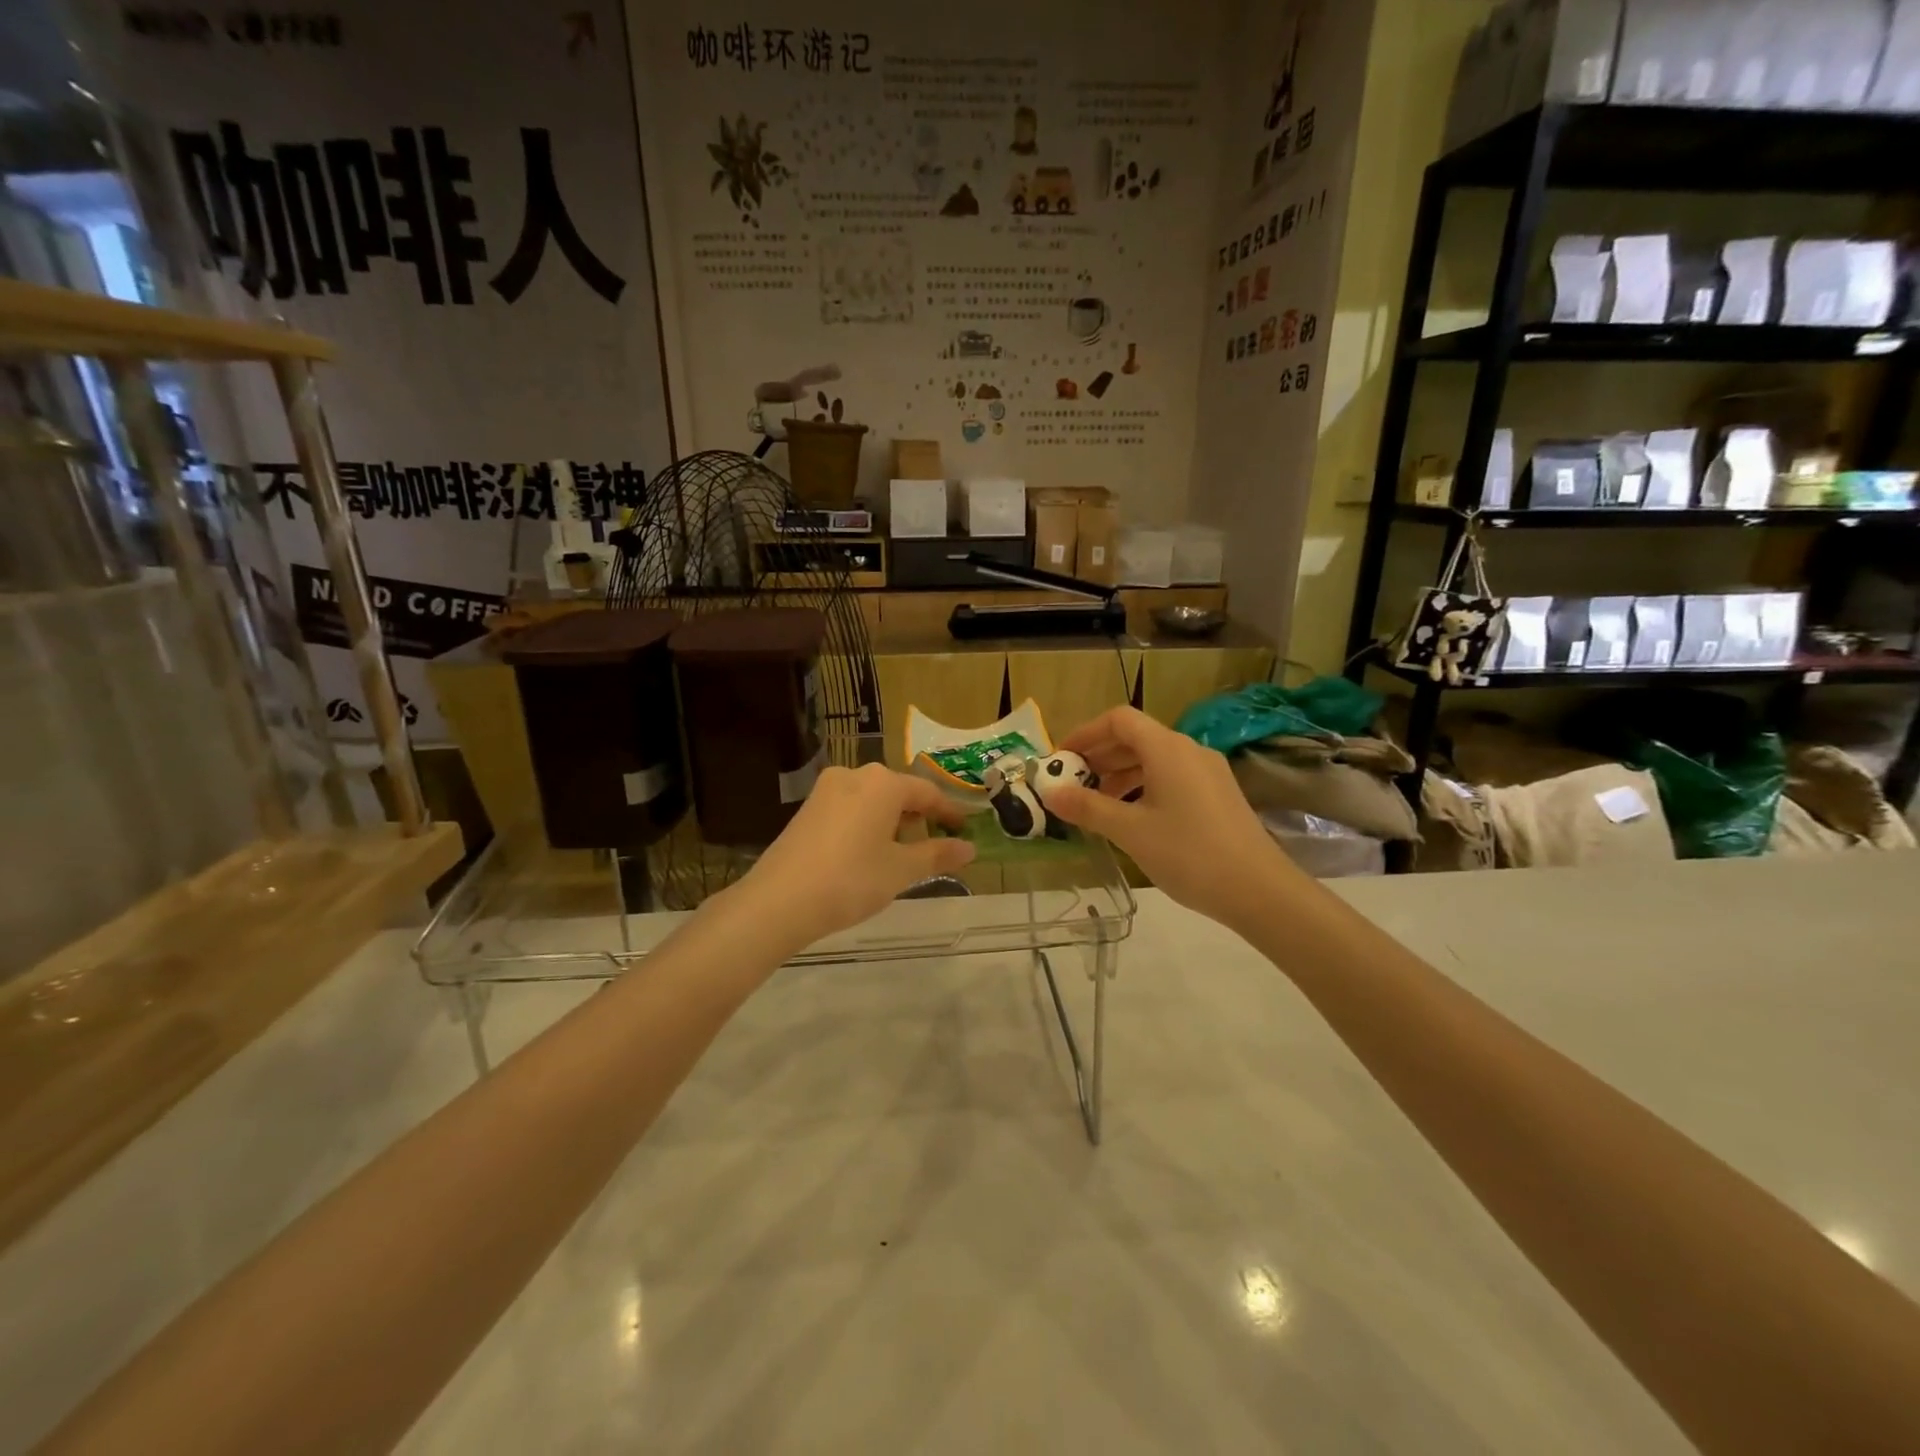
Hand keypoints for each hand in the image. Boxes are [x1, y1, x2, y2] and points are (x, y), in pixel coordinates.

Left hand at [731, 762, 975, 950]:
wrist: (779, 901)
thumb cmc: (851, 880)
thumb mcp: (901, 870)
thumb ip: (937, 855)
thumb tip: (970, 848)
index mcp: (883, 783)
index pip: (927, 792)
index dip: (949, 812)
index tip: (965, 829)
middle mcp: (854, 776)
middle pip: (898, 792)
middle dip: (919, 816)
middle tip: (935, 843)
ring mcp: (826, 791)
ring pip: (872, 800)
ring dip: (892, 821)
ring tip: (903, 853)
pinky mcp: (807, 809)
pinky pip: (850, 809)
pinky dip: (867, 825)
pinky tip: (869, 853)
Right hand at [1043, 707, 1308, 933]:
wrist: (1260, 891)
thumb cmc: (1188, 854)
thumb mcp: (1130, 831)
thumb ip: (1088, 808)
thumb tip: (1050, 792)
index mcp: (1167, 749)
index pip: (1119, 720)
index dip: (1085, 733)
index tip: (1061, 759)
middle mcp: (1189, 750)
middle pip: (1136, 738)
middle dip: (1100, 756)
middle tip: (1072, 783)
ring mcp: (1208, 772)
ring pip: (1155, 760)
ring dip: (1121, 774)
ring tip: (1097, 804)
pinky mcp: (1218, 795)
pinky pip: (1172, 777)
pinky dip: (1144, 787)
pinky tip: (1133, 818)